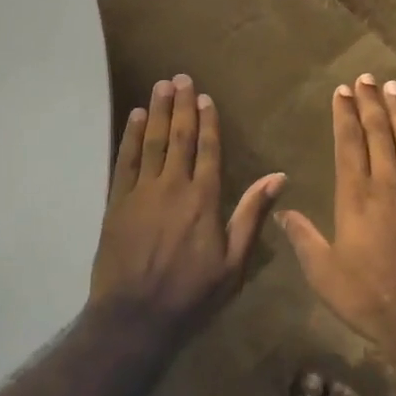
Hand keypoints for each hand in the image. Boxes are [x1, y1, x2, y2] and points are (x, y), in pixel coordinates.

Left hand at [91, 75, 285, 334]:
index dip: (208, 121)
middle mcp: (173, 187)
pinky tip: (136, 117)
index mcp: (204, 200)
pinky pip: (125, 161)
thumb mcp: (234, 264)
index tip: (205, 97)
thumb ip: (252, 216)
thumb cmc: (191, 295)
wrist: (134, 318)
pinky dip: (131, 137)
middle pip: (179, 137)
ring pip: (152, 142)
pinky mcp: (117, 203)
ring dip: (158, 111)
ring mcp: (142, 193)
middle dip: (182, 106)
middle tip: (180, 77)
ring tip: (161, 86)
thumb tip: (278, 177)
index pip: (208, 150)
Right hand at [278, 75, 395, 347]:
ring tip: (394, 87)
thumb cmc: (369, 297)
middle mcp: (387, 183)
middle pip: (378, 133)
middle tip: (366, 78)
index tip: (342, 91)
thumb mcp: (323, 273)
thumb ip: (303, 238)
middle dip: (370, 102)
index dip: (344, 114)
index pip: (348, 143)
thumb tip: (282, 210)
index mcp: (355, 195)